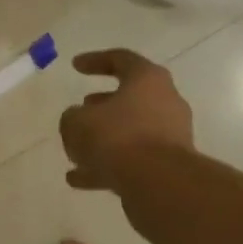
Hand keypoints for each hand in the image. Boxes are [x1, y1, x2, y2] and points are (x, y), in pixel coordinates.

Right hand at [59, 49, 193, 191]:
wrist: (159, 184)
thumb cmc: (117, 138)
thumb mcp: (77, 122)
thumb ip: (72, 117)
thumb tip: (78, 122)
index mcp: (147, 80)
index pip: (121, 59)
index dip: (94, 60)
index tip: (74, 66)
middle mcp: (165, 102)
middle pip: (130, 98)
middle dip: (102, 105)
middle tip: (81, 110)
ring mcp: (170, 135)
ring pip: (130, 132)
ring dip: (103, 140)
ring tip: (75, 153)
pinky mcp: (169, 165)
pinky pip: (133, 160)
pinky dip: (108, 166)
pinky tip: (80, 180)